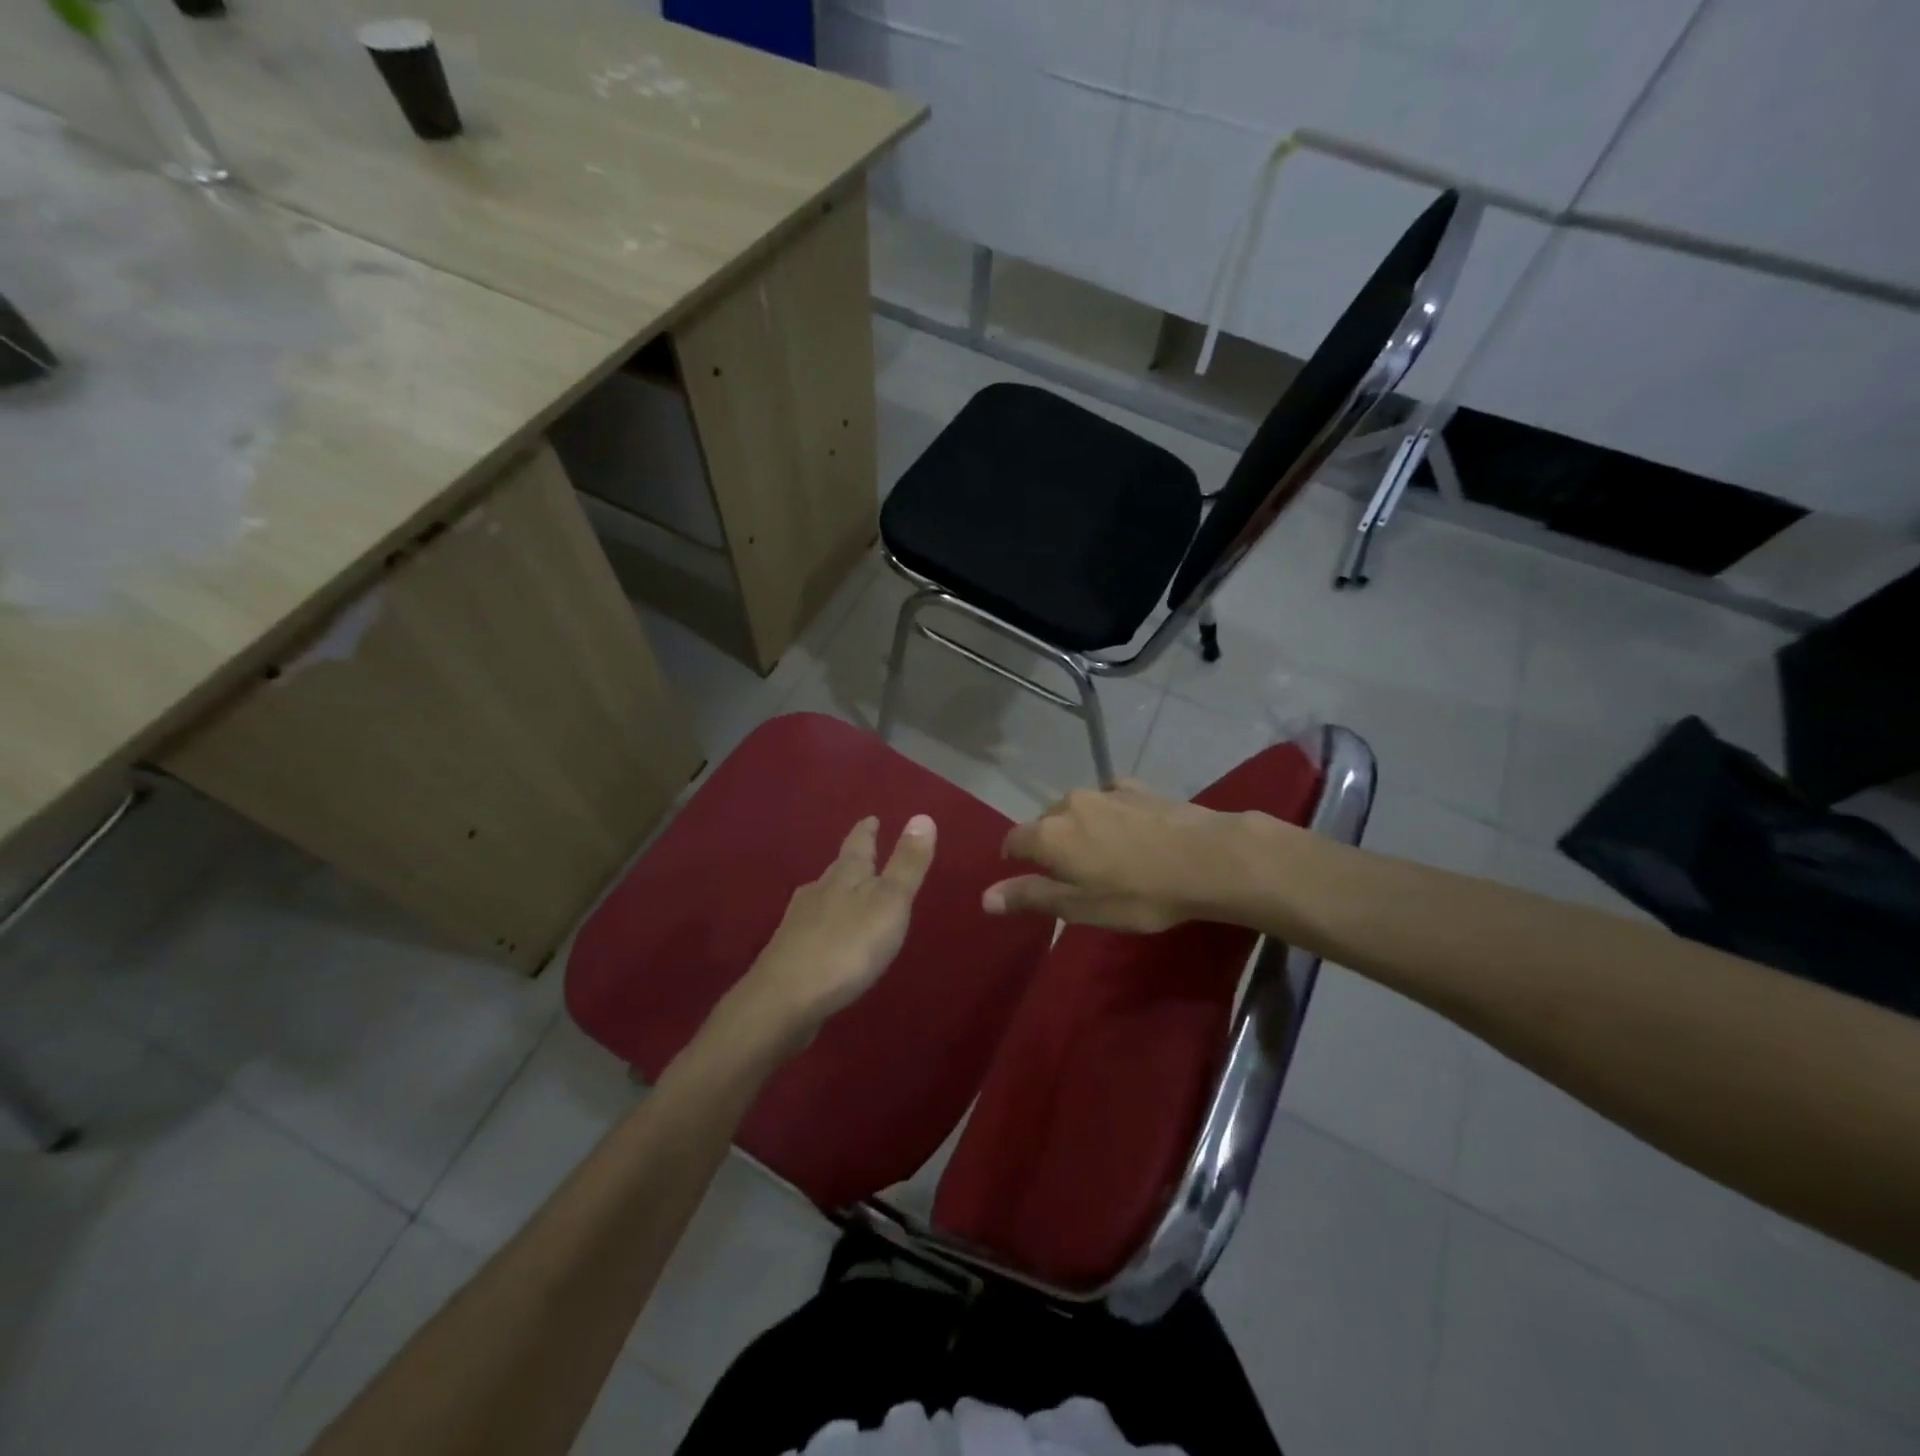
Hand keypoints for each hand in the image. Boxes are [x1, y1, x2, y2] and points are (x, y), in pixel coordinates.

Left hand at [720, 815, 936, 1053]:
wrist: (783, 1000)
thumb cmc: (846, 947)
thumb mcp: (889, 903)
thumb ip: (907, 864)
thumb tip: (922, 815)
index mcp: (844, 876)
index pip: (858, 844)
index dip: (866, 831)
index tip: (870, 818)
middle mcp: (818, 892)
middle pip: (837, 869)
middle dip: (852, 861)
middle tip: (864, 853)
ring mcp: (798, 923)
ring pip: (822, 897)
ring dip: (837, 892)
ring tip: (849, 894)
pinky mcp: (789, 953)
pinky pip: (813, 928)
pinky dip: (826, 925)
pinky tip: (828, 938)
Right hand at [983, 780, 1260, 931]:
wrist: (1207, 858)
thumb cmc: (1139, 893)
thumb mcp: (1081, 907)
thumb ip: (1031, 897)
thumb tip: (984, 897)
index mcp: (1049, 834)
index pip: (1014, 840)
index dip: (1014, 858)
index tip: (1027, 878)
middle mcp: (1069, 804)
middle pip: (1045, 823)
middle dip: (1049, 845)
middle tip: (1071, 875)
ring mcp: (1104, 791)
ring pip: (1077, 809)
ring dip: (1079, 829)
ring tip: (1102, 854)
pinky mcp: (1136, 788)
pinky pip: (1108, 799)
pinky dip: (1108, 814)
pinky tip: (1128, 830)